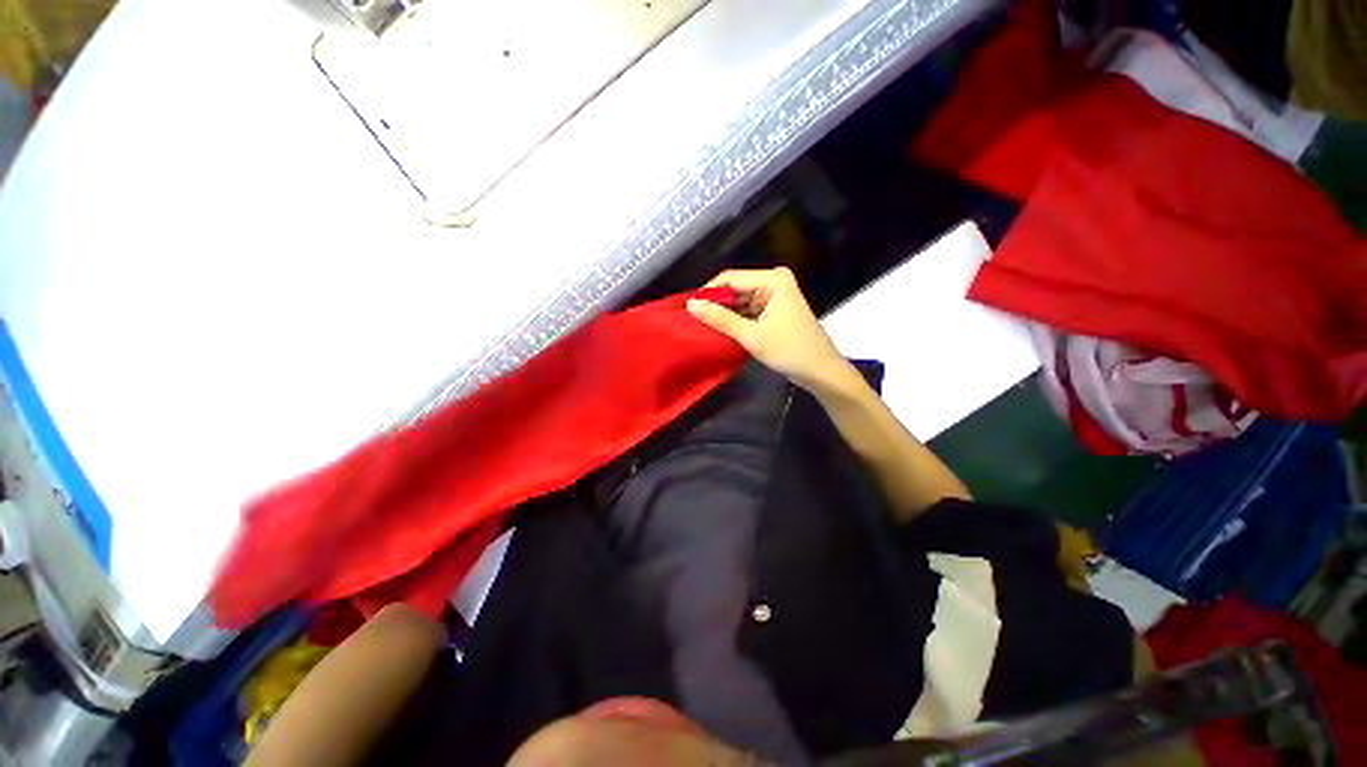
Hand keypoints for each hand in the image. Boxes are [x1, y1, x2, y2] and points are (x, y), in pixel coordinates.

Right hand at [687, 268, 848, 391]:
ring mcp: (775, 296)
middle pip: (735, 288)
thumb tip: (691, 305)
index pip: (730, 278)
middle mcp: (774, 282)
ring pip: (740, 301)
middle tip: (693, 320)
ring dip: (725, 314)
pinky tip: (721, 330)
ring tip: (703, 327)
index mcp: (772, 280)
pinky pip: (748, 310)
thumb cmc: (789, 350)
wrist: (820, 371)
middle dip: (716, 304)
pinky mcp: (774, 310)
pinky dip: (736, 320)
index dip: (708, 292)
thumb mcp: (751, 336)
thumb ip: (720, 319)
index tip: (689, 309)